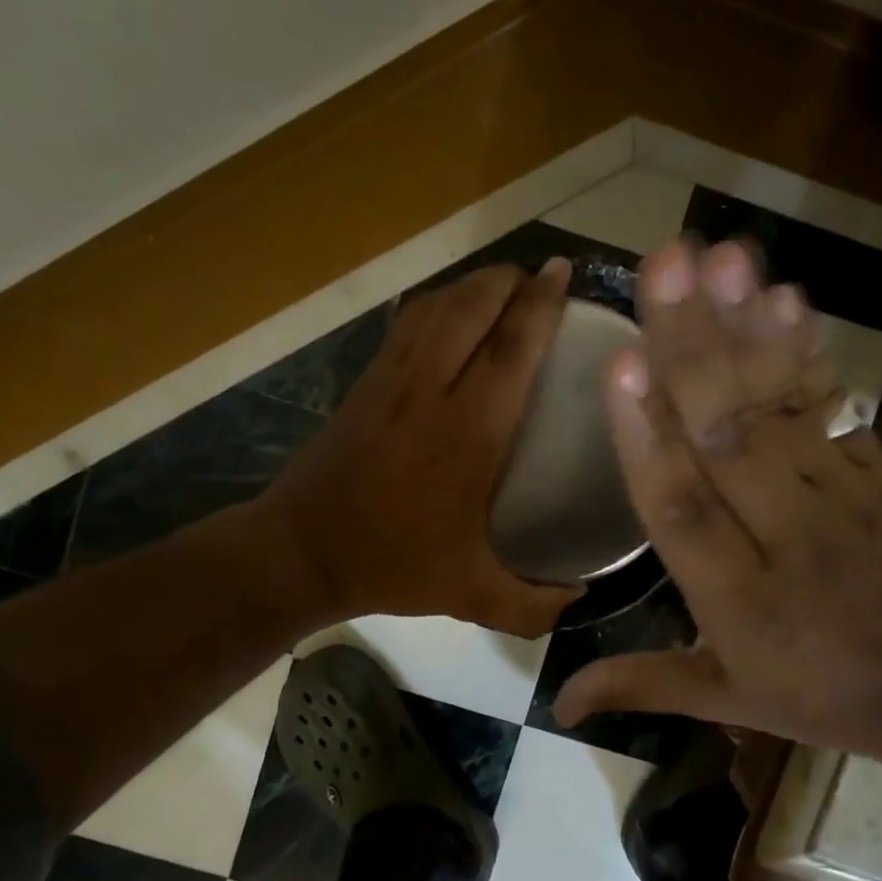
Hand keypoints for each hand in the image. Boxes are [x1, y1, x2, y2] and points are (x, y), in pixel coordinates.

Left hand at [262, 259, 584, 636]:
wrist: (300, 551)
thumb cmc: (392, 565)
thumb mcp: (470, 595)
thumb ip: (532, 605)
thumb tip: (581, 600)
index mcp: (467, 434)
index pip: (511, 348)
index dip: (541, 305)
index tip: (563, 274)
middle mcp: (430, 391)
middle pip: (472, 307)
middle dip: (510, 280)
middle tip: (541, 279)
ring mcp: (391, 379)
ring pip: (437, 307)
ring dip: (474, 285)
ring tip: (504, 286)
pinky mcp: (365, 381)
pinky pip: (407, 323)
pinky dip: (438, 303)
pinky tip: (452, 312)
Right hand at [552, 240, 881, 766]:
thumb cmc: (819, 693)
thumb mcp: (727, 702)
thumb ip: (641, 686)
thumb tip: (556, 703)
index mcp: (738, 600)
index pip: (681, 511)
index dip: (649, 439)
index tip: (622, 363)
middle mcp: (784, 536)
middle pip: (730, 437)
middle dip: (693, 348)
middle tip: (663, 265)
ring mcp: (838, 495)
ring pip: (783, 407)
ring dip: (749, 328)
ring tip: (722, 257)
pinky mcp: (875, 470)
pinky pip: (835, 405)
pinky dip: (806, 350)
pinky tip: (782, 297)